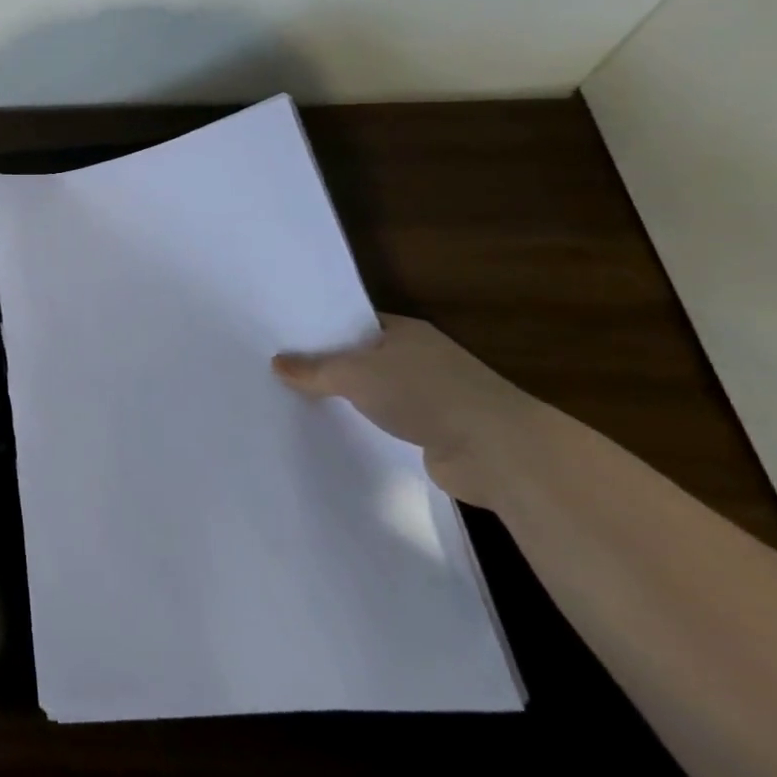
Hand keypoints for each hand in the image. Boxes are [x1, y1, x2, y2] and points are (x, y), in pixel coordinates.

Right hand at [272, 315, 536, 506]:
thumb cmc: (425, 393)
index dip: (322, 330)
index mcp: (405, 331)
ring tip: (303, 402)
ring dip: (351, 399)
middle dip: (331, 366)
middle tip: (284, 372)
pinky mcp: (438, 432)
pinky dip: (369, 426)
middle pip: (364, 357)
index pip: (354, 323)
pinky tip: (341, 431)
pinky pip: (390, 422)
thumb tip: (277, 363)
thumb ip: (314, 369)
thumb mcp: (355, 374)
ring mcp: (433, 396)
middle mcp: (421, 357)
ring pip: (377, 391)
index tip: (286, 340)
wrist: (498, 452)